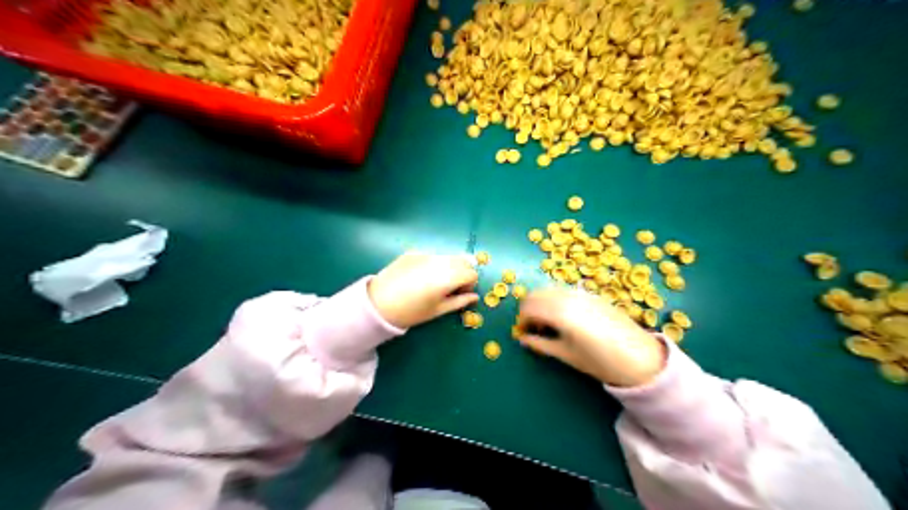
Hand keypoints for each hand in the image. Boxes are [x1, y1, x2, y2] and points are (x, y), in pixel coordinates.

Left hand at [369, 254, 481, 328]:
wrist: (377, 304)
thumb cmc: (411, 312)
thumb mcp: (438, 310)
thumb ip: (459, 301)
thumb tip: (474, 297)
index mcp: (447, 277)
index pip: (471, 273)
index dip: (470, 284)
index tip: (460, 294)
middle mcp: (439, 261)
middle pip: (462, 260)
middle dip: (463, 273)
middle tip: (452, 288)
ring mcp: (425, 254)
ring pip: (447, 257)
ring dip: (449, 267)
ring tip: (435, 283)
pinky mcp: (413, 252)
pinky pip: (432, 256)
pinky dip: (434, 264)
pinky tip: (420, 277)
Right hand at [518, 287, 664, 385]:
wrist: (640, 358)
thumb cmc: (600, 361)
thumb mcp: (567, 355)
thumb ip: (541, 344)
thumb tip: (523, 339)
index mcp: (559, 312)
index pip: (528, 307)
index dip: (522, 320)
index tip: (523, 333)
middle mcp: (568, 296)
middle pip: (536, 294)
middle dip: (529, 309)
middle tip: (533, 328)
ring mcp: (581, 293)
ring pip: (550, 290)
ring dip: (542, 303)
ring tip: (548, 324)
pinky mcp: (592, 294)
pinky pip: (565, 291)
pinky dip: (556, 300)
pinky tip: (564, 318)